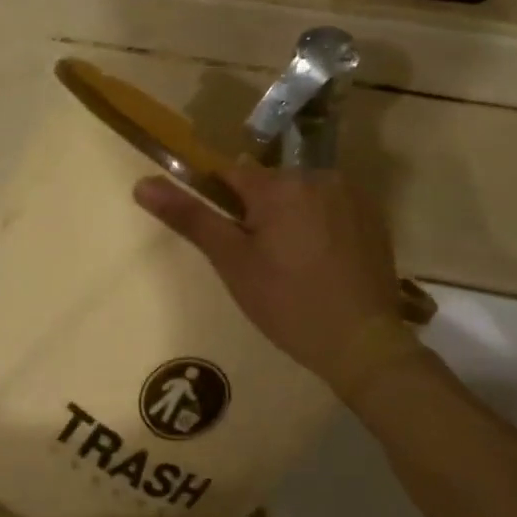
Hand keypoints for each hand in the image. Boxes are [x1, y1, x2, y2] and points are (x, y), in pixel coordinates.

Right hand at [134, 162, 406, 393]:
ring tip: (295, 265)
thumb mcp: (232, 262)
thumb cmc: (287, 303)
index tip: (228, 238)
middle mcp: (318, 176)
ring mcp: (351, 194)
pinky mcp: (373, 215)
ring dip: (292, 216)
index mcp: (280, 184)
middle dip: (259, 212)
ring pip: (301, 195)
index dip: (221, 203)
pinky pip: (332, 207)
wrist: (362, 343)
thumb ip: (190, 217)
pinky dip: (322, 225)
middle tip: (261, 261)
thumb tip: (142, 184)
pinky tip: (324, 262)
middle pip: (269, 185)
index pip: (230, 174)